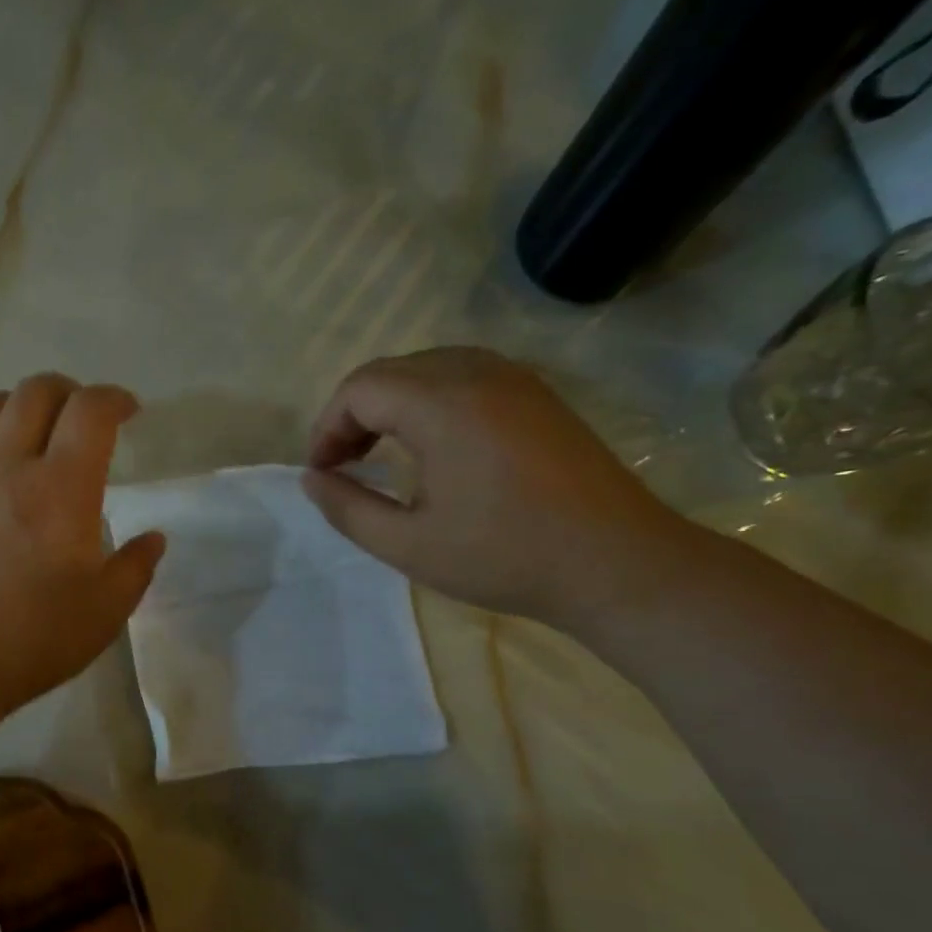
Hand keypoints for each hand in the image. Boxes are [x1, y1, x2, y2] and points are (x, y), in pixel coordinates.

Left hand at [0, 374, 165, 711]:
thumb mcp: (105, 612)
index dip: (115, 398)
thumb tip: (153, 539)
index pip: (91, 410)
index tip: (128, 412)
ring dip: (15, 407)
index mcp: (60, 488)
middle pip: (34, 392)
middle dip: (67, 391)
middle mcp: (6, 467)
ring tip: (29, 435)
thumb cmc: (32, 639)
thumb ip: (135, 568)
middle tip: (80, 419)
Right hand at [302, 348, 688, 628]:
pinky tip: (431, 447)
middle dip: (352, 415)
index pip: (358, 389)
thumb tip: (312, 479)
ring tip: (379, 456)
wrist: (618, 563)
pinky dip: (428, 402)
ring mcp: (514, 378)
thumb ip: (347, 508)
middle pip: (388, 372)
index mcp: (442, 404)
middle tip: (343, 467)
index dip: (326, 428)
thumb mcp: (407, 545)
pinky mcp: (537, 395)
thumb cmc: (505, 556)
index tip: (322, 474)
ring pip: (425, 368)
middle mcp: (477, 373)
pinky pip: (462, 376)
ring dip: (389, 405)